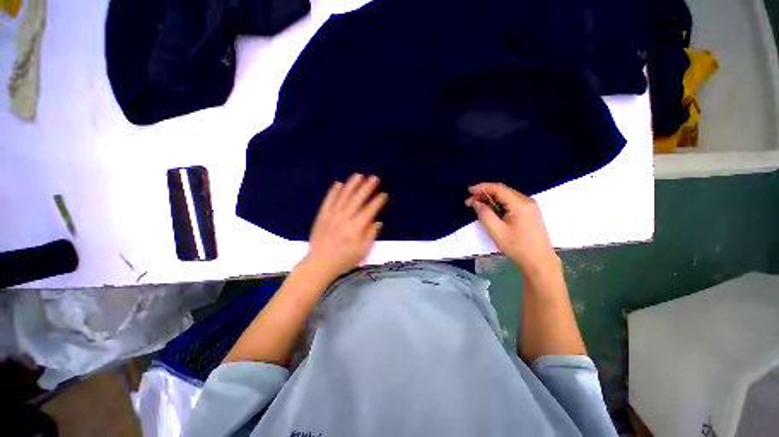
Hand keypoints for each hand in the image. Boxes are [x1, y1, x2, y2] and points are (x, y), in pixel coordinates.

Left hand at [304, 173, 387, 281]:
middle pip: (357, 199)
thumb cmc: (344, 259)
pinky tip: (339, 183)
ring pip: (343, 196)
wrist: (319, 263)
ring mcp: (332, 215)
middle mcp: (344, 218)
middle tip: (374, 178)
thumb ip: (371, 235)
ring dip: (352, 185)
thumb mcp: (362, 251)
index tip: (384, 194)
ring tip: (359, 175)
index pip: (369, 210)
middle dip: (367, 187)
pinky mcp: (322, 215)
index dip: (377, 201)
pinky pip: (328, 200)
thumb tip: (378, 221)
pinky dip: (334, 191)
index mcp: (356, 228)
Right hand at [465, 183, 558, 275]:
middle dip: (484, 194)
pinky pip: (511, 203)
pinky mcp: (529, 213)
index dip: (482, 187)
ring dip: (491, 199)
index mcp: (520, 203)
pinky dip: (498, 204)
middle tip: (469, 202)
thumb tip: (477, 203)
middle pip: (502, 191)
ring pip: (506, 197)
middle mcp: (526, 201)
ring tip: (477, 206)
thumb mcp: (496, 231)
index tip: (469, 190)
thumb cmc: (517, 246)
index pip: (498, 188)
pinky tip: (490, 210)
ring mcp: (529, 206)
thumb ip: (484, 214)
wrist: (538, 261)